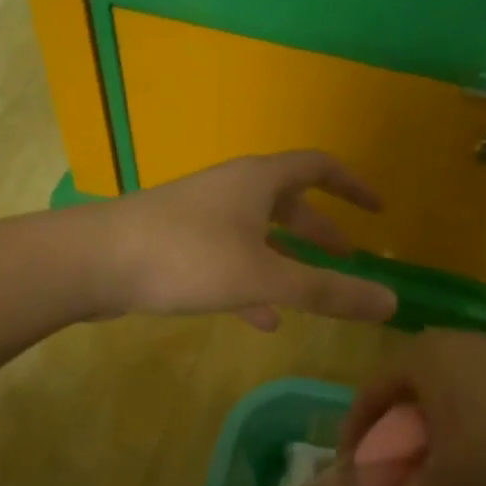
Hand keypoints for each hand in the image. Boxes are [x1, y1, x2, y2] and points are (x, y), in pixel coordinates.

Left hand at [94, 152, 397, 328]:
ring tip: (312, 295)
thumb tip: (391, 303)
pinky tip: (262, 318)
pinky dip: (252, 283)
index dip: (352, 185)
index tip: (377, 210)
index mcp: (258, 181)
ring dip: (287, 261)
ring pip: (257, 235)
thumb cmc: (188, 257)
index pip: (319, 166)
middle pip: (288, 203)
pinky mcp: (177, 244)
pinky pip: (228, 260)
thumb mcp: (265, 278)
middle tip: (348, 258)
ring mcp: (202, 216)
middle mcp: (232, 190)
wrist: (93, 262)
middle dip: (320, 231)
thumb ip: (327, 292)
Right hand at [340, 330, 485, 485]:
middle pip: (407, 408)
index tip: (354, 482)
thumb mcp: (453, 481)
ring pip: (445, 416)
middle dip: (399, 457)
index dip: (355, 441)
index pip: (368, 397)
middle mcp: (451, 349)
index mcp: (422, 357)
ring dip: (435, 460)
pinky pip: (477, 416)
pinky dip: (467, 451)